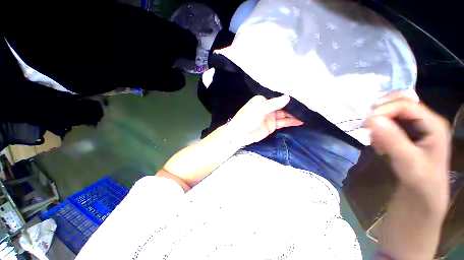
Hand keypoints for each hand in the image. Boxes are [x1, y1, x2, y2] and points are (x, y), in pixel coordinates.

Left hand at [226, 95, 303, 146]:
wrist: (239, 135)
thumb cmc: (246, 119)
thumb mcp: (259, 109)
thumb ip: (273, 104)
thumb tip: (288, 97)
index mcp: (263, 100)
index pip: (278, 97)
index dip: (289, 97)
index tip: (302, 95)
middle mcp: (268, 107)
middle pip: (283, 106)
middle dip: (294, 106)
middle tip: (308, 106)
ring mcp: (271, 117)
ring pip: (285, 114)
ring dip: (295, 115)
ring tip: (308, 114)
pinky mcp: (272, 126)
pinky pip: (283, 122)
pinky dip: (291, 122)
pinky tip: (300, 121)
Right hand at [366, 93, 450, 212]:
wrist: (423, 192)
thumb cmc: (420, 180)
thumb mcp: (408, 162)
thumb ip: (392, 140)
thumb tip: (371, 120)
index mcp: (433, 124)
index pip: (406, 104)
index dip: (384, 110)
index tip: (366, 124)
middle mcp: (426, 119)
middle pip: (400, 101)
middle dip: (381, 110)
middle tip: (368, 126)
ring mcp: (417, 124)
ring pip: (393, 109)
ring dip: (379, 120)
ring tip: (376, 139)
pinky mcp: (408, 131)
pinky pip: (390, 120)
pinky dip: (380, 128)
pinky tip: (379, 142)